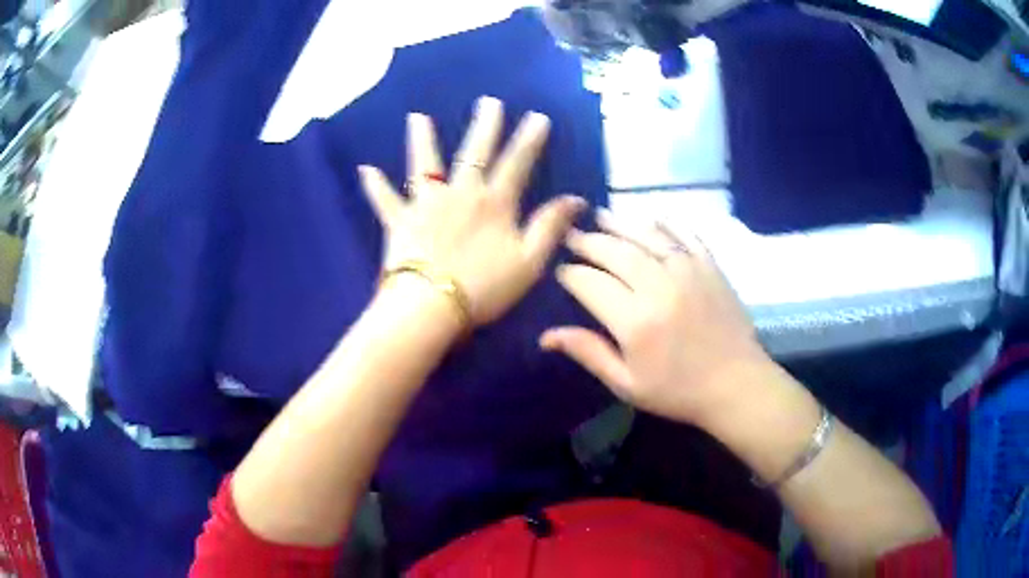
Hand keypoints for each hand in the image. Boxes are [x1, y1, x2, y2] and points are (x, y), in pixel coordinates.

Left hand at [359, 97, 585, 325]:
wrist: (432, 306)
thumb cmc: (484, 287)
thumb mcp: (529, 261)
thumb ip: (550, 226)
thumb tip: (575, 199)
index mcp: (494, 203)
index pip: (517, 163)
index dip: (529, 139)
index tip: (537, 117)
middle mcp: (460, 193)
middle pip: (474, 153)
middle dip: (484, 126)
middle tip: (488, 102)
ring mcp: (426, 204)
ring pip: (424, 165)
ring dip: (422, 140)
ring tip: (417, 117)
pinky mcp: (400, 221)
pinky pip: (385, 200)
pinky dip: (375, 186)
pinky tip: (365, 169)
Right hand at [541, 210, 774, 426]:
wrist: (736, 385)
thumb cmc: (678, 391)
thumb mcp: (627, 384)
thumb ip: (589, 353)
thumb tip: (546, 336)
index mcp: (634, 321)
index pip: (590, 283)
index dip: (570, 274)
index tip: (560, 271)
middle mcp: (658, 287)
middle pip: (614, 252)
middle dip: (588, 242)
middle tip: (572, 236)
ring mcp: (688, 271)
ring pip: (647, 236)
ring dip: (620, 223)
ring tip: (600, 215)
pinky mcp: (710, 266)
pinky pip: (685, 234)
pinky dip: (666, 222)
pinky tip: (651, 216)